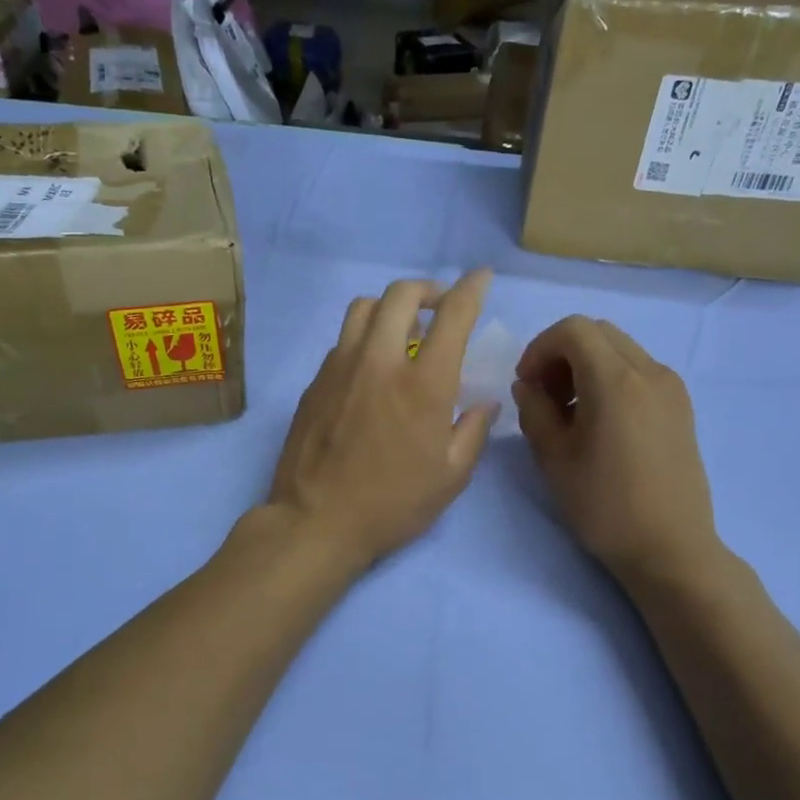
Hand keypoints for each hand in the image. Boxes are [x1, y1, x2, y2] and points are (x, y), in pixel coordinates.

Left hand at [266, 270, 498, 568]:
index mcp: (423, 383)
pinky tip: (370, 369)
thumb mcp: (450, 477)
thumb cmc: (392, 504)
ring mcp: (340, 367)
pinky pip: (343, 341)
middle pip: (400, 294)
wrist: (316, 521)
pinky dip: (364, 339)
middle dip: (427, 289)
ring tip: (401, 331)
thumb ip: (473, 431)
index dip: (471, 288)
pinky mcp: (315, 382)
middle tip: (439, 307)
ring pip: (363, 308)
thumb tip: (485, 403)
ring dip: (389, 308)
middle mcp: (380, 361)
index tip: (480, 278)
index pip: (452, 314)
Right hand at [511, 316, 720, 582]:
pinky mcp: (682, 407)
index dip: (540, 349)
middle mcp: (650, 371)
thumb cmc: (604, 507)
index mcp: (616, 380)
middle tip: (545, 396)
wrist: (670, 548)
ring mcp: (671, 388)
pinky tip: (602, 421)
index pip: (572, 330)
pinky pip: (640, 371)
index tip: (526, 385)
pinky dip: (612, 378)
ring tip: (571, 412)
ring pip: (621, 349)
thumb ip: (534, 410)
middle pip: (598, 333)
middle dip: (562, 354)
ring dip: (587, 365)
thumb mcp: (553, 459)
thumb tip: (529, 385)